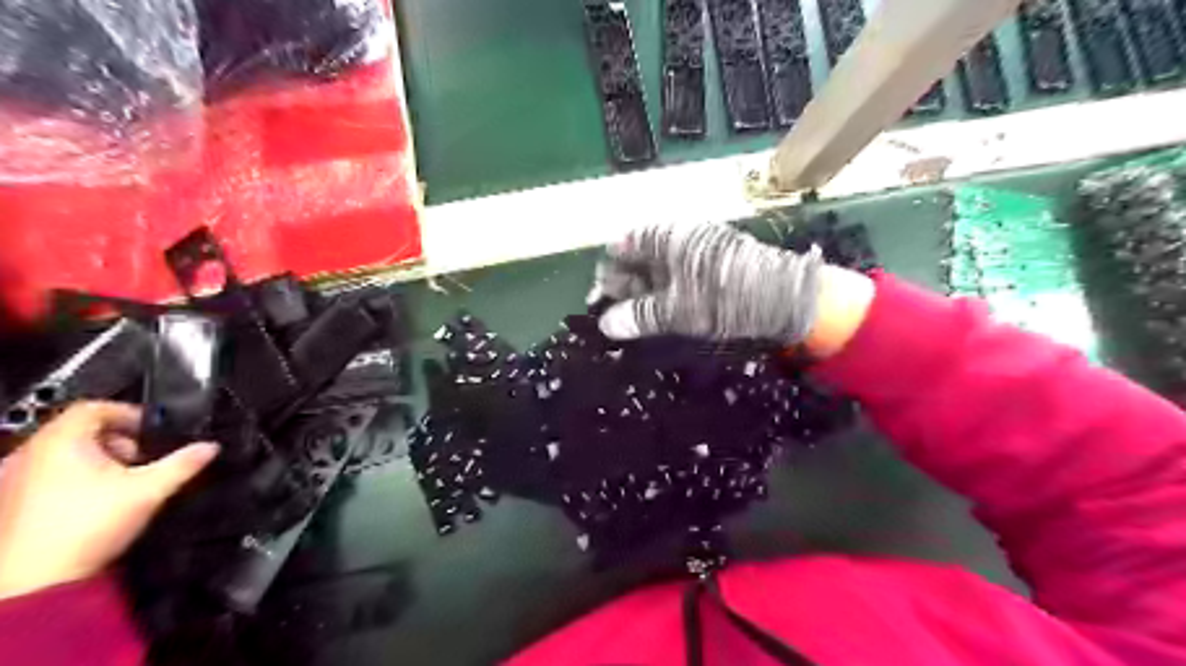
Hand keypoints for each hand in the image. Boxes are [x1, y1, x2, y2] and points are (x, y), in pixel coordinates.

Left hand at [0, 401, 216, 598]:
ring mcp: (14, 480)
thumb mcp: (149, 489)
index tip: (152, 430)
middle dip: (117, 439)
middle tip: (142, 458)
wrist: (35, 581)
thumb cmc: (87, 526)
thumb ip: (183, 463)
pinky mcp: (11, 503)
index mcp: (60, 442)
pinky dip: (74, 478)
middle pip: (78, 429)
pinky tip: (95, 501)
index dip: (129, 414)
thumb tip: (210, 447)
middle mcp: (30, 454)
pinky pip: (46, 475)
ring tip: (121, 481)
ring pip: (61, 453)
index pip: (94, 407)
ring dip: (96, 459)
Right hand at [591, 221, 872, 359]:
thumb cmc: (725, 297)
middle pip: (638, 257)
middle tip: (612, 318)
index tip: (597, 302)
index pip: (622, 247)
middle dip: (622, 287)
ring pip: (658, 269)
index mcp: (667, 236)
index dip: (606, 273)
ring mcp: (697, 250)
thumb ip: (640, 316)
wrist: (786, 297)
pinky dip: (663, 295)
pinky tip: (658, 315)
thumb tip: (605, 325)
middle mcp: (679, 237)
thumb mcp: (678, 310)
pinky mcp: (711, 266)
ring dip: (642, 294)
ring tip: (631, 322)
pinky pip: (677, 277)